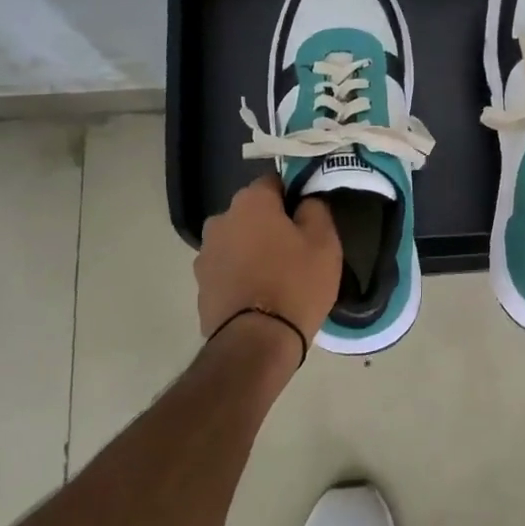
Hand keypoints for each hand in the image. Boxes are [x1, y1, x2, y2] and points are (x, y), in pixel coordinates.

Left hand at [195, 174, 341, 348]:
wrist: (255, 343)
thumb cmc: (295, 283)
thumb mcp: (324, 242)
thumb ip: (315, 210)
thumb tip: (304, 202)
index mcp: (250, 202)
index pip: (274, 182)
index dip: (293, 196)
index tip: (308, 218)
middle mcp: (220, 220)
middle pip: (252, 213)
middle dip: (270, 225)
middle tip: (296, 250)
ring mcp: (205, 254)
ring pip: (237, 242)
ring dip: (252, 251)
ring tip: (276, 278)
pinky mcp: (200, 286)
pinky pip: (227, 270)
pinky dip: (241, 276)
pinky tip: (259, 297)